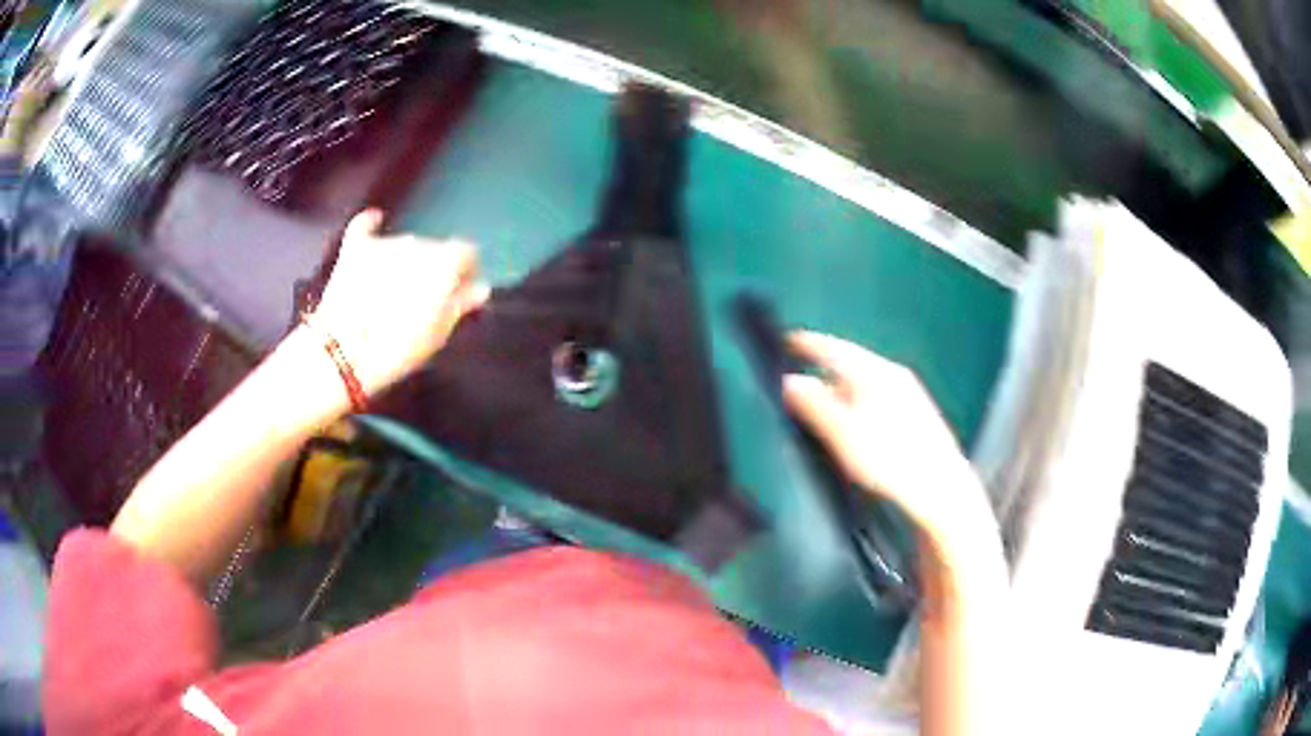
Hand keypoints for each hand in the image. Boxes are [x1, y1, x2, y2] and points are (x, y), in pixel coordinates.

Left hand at [312, 210, 488, 395]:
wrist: (346, 352)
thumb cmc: (399, 348)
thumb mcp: (439, 333)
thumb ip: (461, 304)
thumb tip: (479, 288)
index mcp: (445, 261)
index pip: (467, 253)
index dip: (466, 272)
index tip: (461, 292)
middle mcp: (418, 242)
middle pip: (434, 249)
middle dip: (433, 269)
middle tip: (424, 300)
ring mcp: (384, 243)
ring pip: (404, 245)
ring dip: (405, 260)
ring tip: (394, 289)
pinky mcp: (354, 249)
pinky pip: (365, 227)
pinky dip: (371, 225)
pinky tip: (375, 221)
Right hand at [781, 331, 990, 546]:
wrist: (940, 488)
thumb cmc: (890, 459)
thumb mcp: (843, 433)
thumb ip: (814, 405)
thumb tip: (789, 382)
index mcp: (874, 372)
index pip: (833, 348)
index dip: (807, 344)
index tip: (786, 342)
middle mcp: (893, 375)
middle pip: (849, 363)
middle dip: (823, 369)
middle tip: (797, 377)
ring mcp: (908, 393)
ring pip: (864, 382)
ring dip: (840, 389)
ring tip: (821, 405)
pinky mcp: (917, 414)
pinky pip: (877, 397)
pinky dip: (857, 403)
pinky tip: (854, 424)